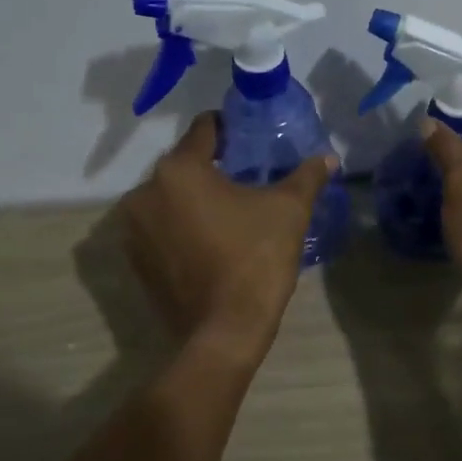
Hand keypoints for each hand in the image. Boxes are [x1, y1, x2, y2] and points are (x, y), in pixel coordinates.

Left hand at [120, 113, 336, 353]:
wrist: (225, 331)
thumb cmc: (256, 259)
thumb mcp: (289, 211)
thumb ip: (307, 176)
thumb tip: (328, 157)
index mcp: (179, 169)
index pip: (205, 129)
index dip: (231, 130)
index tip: (251, 141)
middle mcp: (145, 192)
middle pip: (184, 164)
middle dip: (213, 168)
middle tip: (246, 179)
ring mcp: (134, 229)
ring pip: (169, 197)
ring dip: (194, 199)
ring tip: (228, 213)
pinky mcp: (135, 261)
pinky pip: (160, 228)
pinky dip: (180, 227)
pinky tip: (209, 242)